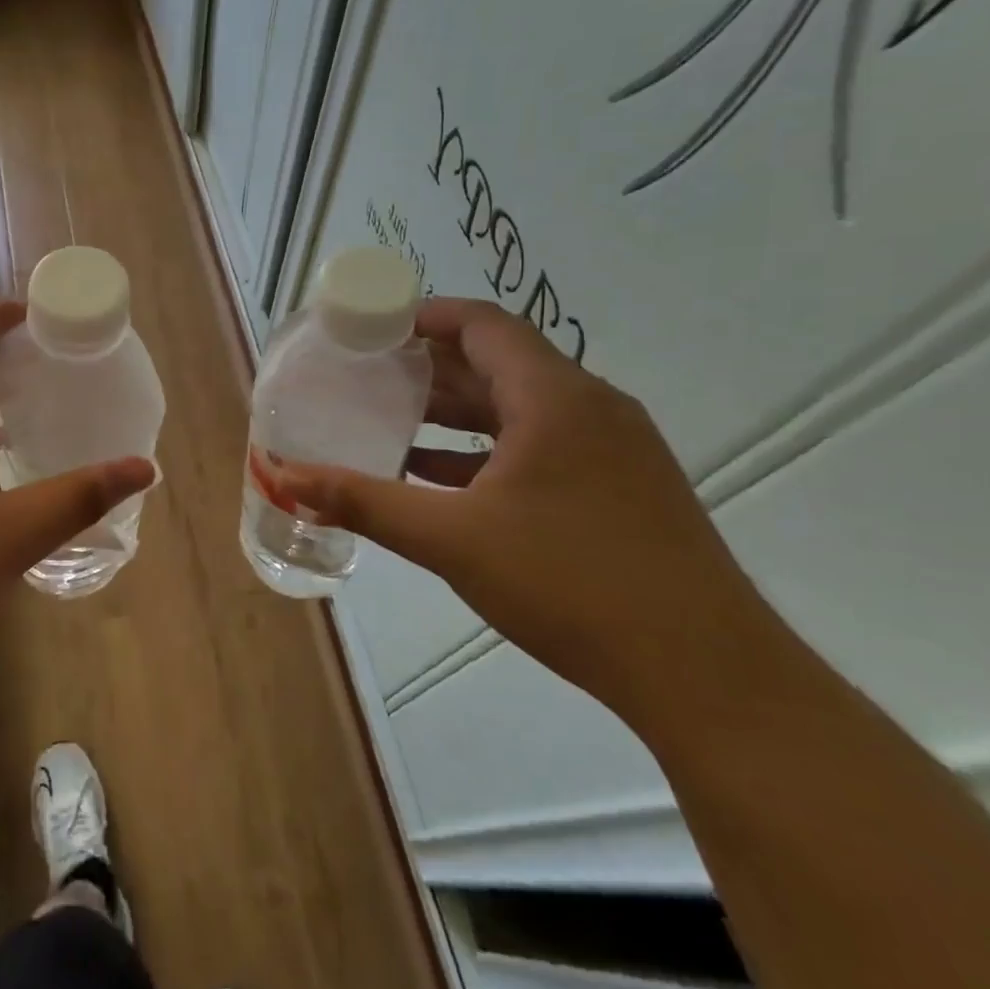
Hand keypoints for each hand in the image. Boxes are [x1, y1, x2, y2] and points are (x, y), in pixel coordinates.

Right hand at [278, 298, 769, 710]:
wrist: (705, 673)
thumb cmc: (570, 583)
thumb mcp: (450, 539)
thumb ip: (362, 502)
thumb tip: (285, 477)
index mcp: (555, 398)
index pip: (483, 325)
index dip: (424, 316)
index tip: (371, 326)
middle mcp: (589, 408)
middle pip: (498, 363)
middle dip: (429, 366)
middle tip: (365, 374)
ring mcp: (611, 450)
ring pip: (518, 408)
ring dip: (455, 412)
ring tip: (389, 419)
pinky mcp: (618, 489)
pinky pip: (538, 446)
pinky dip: (484, 451)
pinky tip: (436, 477)